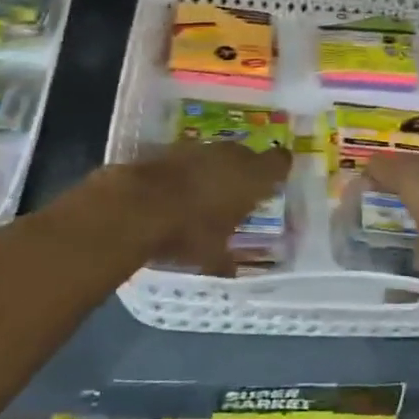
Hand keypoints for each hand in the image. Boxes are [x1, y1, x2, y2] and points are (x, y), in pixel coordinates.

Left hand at [103, 138, 291, 275]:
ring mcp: (201, 148)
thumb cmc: (189, 231)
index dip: (279, 171)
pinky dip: (191, 171)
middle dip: (245, 173)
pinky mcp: (173, 147)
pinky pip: (192, 158)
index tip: (274, 184)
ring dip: (217, 170)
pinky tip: (181, 190)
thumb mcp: (213, 257)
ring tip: (208, 194)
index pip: (280, 163)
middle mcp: (233, 155)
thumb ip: (227, 261)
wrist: (138, 205)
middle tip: (239, 195)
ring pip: (219, 155)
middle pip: (248, 156)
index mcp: (254, 177)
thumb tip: (232, 271)